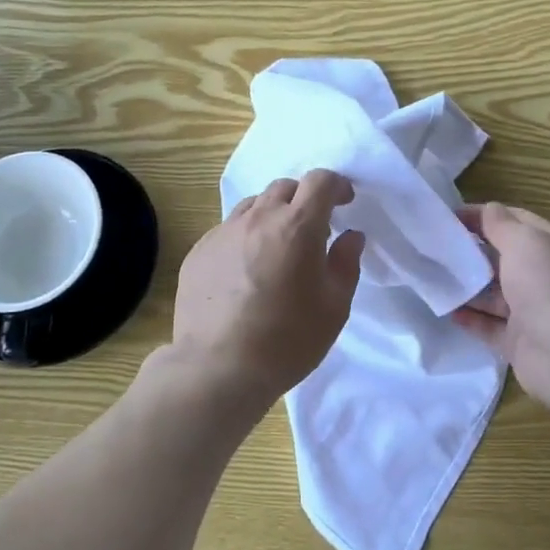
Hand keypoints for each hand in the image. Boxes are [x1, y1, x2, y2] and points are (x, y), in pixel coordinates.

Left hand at [164, 169, 365, 414]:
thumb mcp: (334, 307)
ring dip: (272, 215)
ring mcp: (223, 232)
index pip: (319, 180)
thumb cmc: (287, 340)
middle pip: (284, 187)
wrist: (218, 368)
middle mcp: (258, 218)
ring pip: (253, 205)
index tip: (344, 202)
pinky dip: (245, 237)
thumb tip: (351, 236)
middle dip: (304, 199)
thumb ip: (345, 263)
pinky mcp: (199, 251)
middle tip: (313, 229)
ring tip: (277, 247)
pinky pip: (228, 230)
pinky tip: (245, 271)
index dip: (336, 185)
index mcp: (297, 226)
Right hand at [451, 202, 549, 411]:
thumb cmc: (547, 285)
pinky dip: (470, 318)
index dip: (483, 216)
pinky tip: (447, 310)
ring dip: (468, 286)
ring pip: (494, 294)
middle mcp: (544, 277)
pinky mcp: (519, 342)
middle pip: (503, 258)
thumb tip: (487, 210)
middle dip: (472, 252)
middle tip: (436, 248)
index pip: (515, 221)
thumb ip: (500, 224)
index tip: (449, 218)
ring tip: (434, 278)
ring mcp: (532, 311)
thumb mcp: (523, 241)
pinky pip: (489, 326)